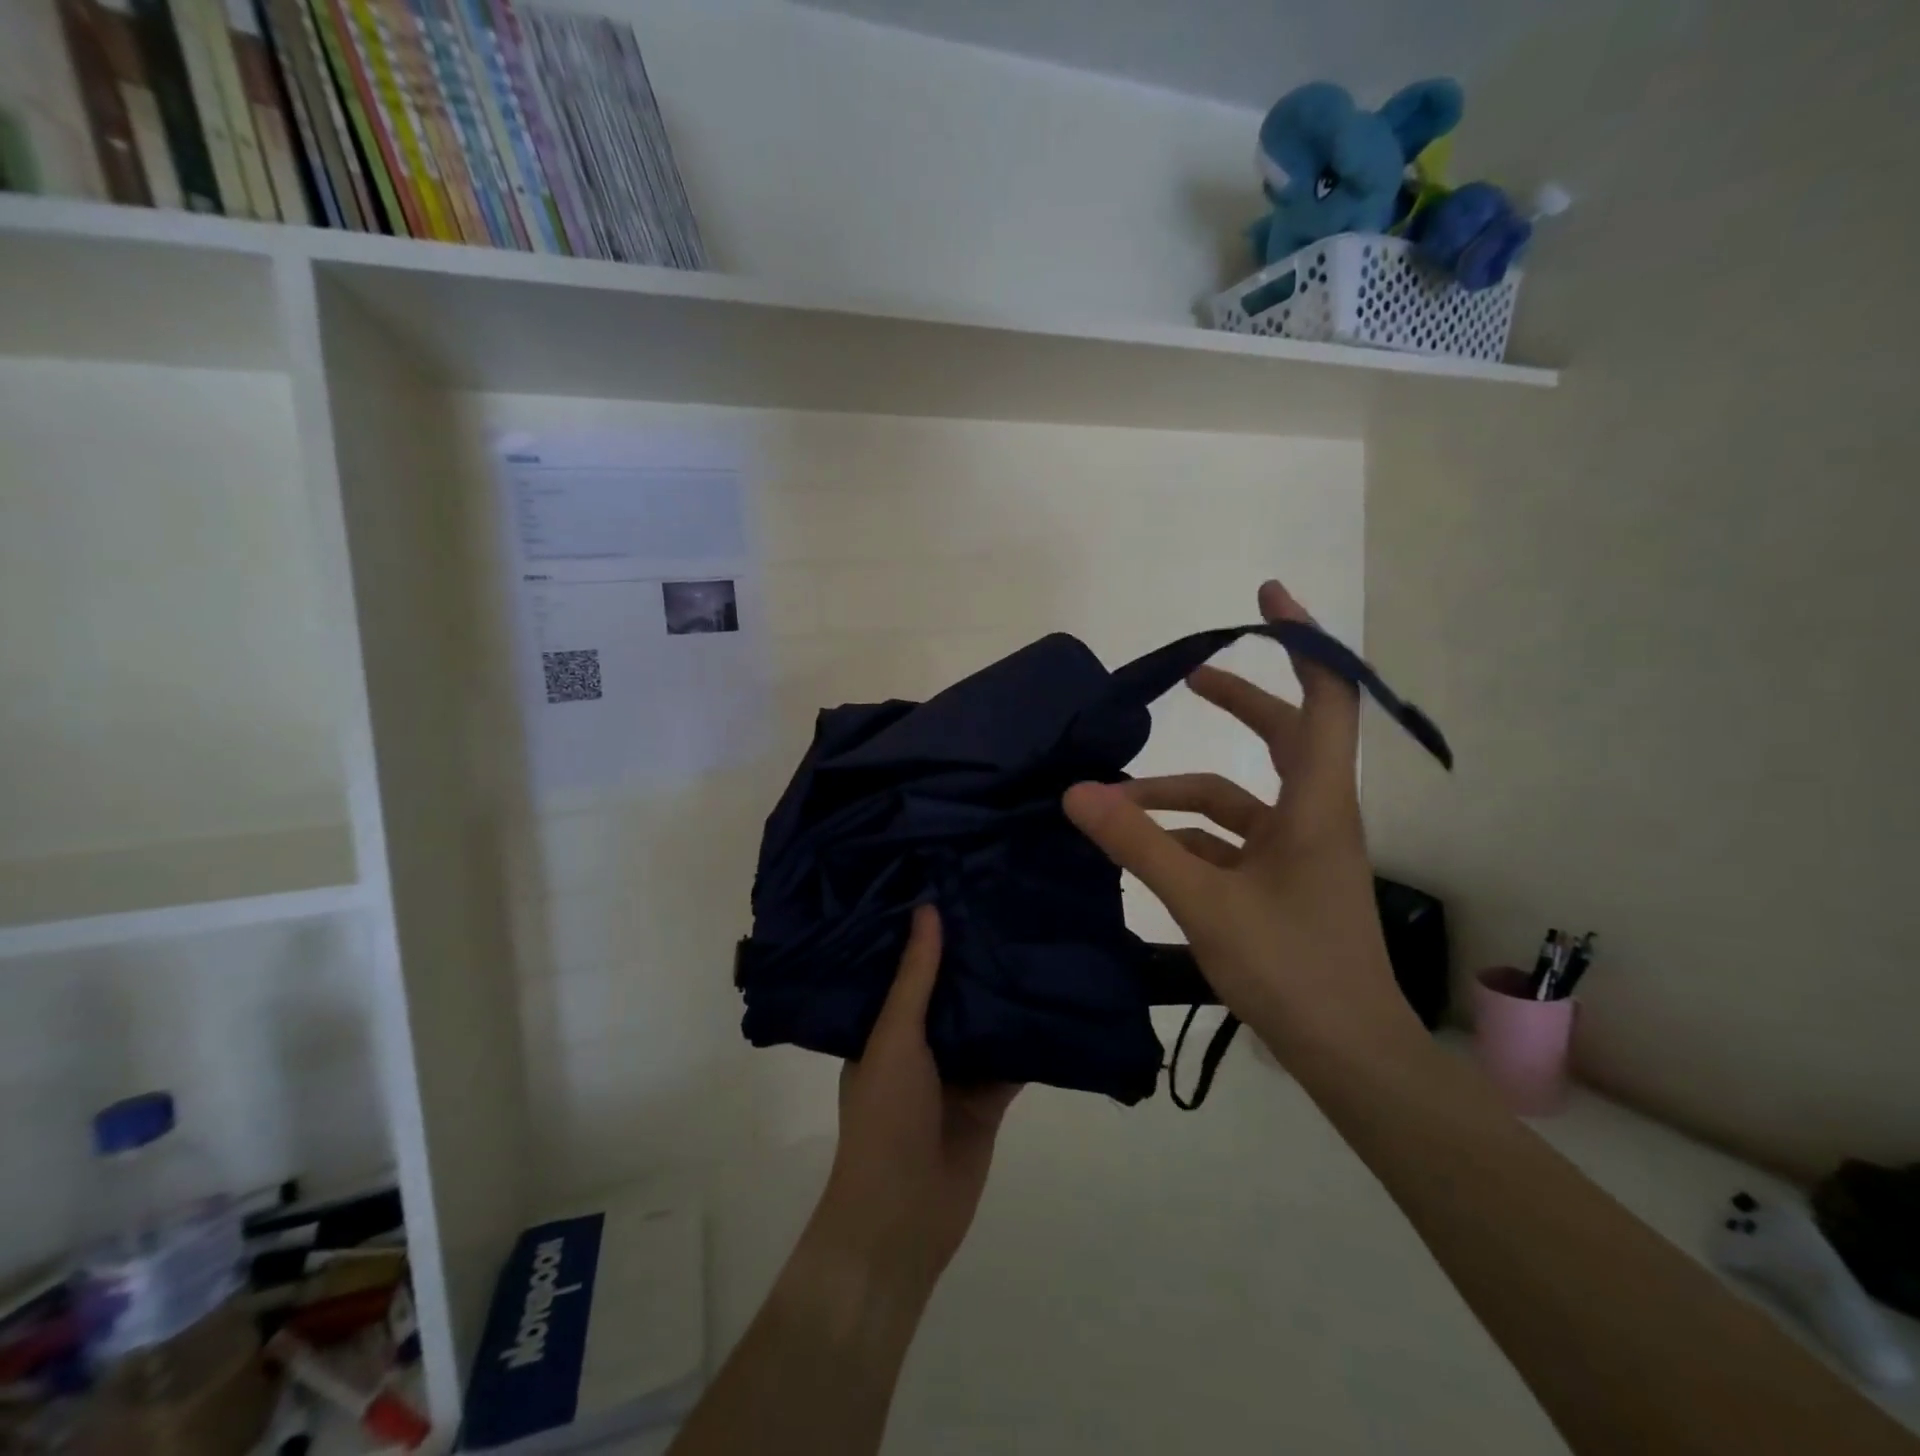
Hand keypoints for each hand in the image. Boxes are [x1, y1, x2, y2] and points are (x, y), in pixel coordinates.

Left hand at [804, 905, 1019, 1297]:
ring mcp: (955, 1071)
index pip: (904, 967)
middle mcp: (918, 1043)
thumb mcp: (894, 1038)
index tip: (948, 884)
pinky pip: (1012, 1058)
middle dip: (971, 957)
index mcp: (883, 1026)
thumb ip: (916, 978)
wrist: (904, 1218)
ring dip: (1003, 993)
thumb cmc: (886, 1118)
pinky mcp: (989, 1099)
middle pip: (950, 991)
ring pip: (984, 1021)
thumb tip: (927, 909)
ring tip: (1030, 934)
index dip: (924, 932)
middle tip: (1000, 900)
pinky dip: (1030, 1036)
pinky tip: (1055, 996)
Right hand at [1063, 580, 1422, 1065]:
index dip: (1304, 641)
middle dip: (1238, 702)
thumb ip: (1138, 845)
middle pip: (1285, 736)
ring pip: (1240, 798)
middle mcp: (1316, 816)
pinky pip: (1229, 841)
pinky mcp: (1282, 883)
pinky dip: (1186, 836)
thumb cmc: (1292, 970)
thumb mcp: (1204, 903)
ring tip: (1116, 801)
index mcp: (1318, 805)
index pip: (1327, 700)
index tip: (1268, 599)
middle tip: (1190, 677)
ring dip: (1181, 794)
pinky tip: (1143, 848)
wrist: (1350, 1057)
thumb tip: (1077, 793)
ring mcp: (1299, 852)